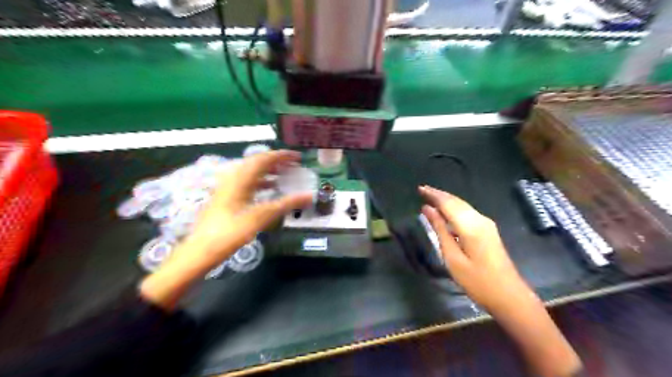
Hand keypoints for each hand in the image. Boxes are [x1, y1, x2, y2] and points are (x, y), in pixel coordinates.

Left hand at [140, 151, 314, 308]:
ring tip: (285, 176)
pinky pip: (246, 182)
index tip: (298, 157)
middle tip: (293, 166)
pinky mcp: (226, 197)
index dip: (282, 156)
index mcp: (241, 178)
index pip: (264, 158)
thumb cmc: (232, 231)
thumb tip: (309, 196)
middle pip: (257, 162)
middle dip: (276, 162)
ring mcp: (227, 187)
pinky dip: (261, 182)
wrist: (202, 249)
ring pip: (251, 172)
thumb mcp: (262, 216)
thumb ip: (287, 204)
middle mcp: (233, 178)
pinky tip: (269, 191)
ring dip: (269, 172)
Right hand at [419, 187, 579, 376]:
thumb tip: (427, 210)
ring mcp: (486, 224)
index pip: (448, 203)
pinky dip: (454, 209)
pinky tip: (446, 212)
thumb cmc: (477, 281)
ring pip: (463, 206)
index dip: (433, 195)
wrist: (509, 296)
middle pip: (457, 201)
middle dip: (439, 195)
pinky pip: (468, 213)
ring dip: (447, 200)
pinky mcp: (488, 230)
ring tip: (430, 198)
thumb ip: (440, 230)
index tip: (419, 189)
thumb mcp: (452, 258)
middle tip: (422, 190)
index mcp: (470, 226)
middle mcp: (480, 220)